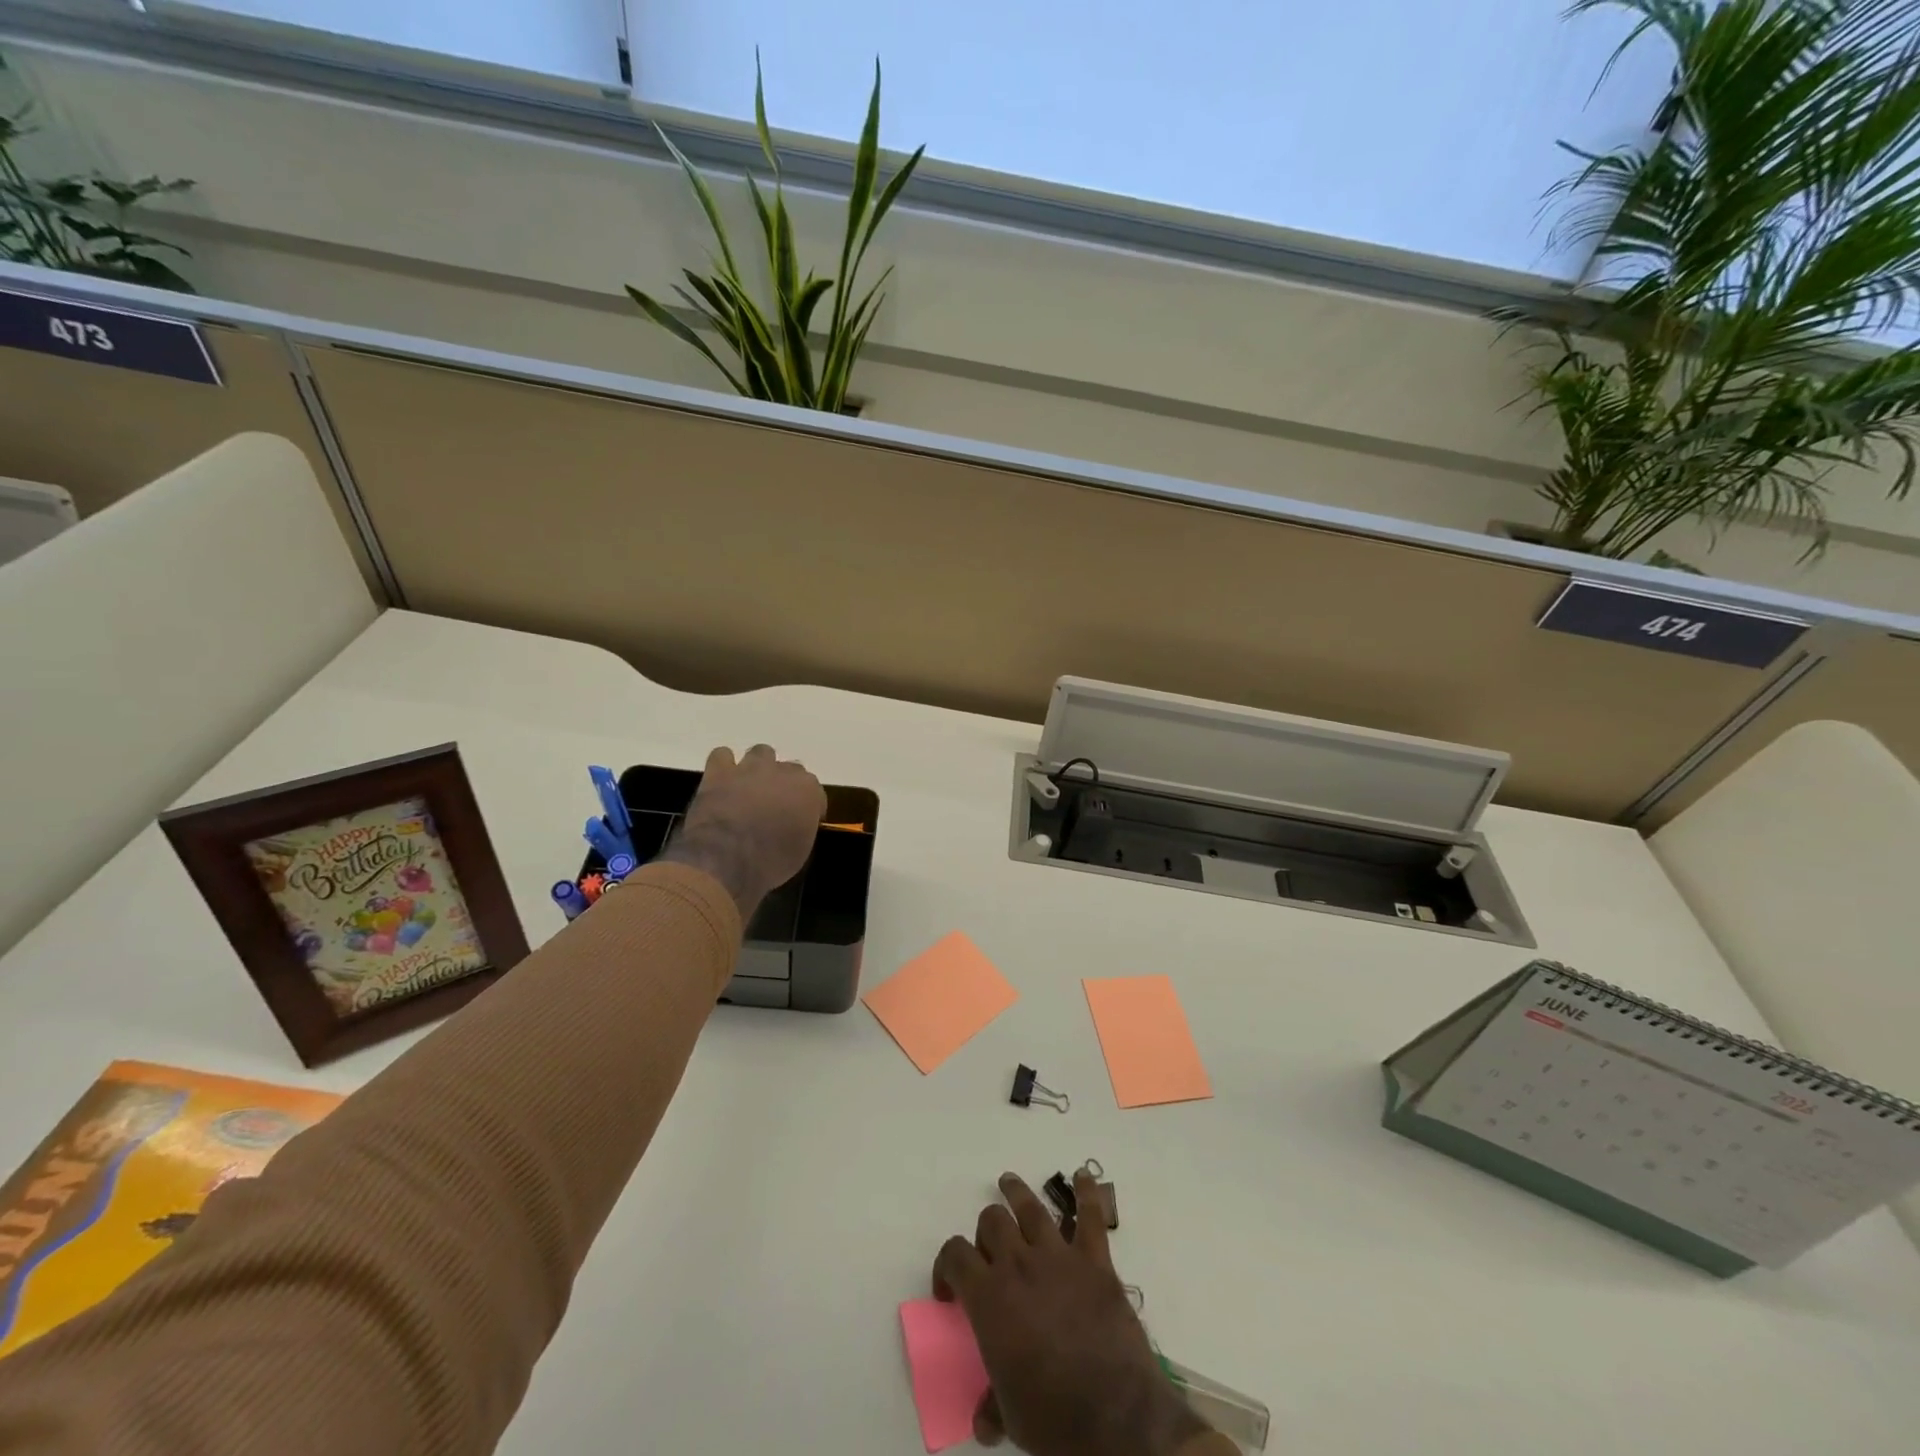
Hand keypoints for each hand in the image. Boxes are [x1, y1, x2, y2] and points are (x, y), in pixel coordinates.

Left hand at [660, 744, 825, 917]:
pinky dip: (724, 766)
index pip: (815, 791)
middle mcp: (783, 772)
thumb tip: (795, 824)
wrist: (726, 860)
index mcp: (808, 791)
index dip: (808, 806)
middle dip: (785, 784)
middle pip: (791, 769)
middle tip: (775, 805)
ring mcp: (750, 768)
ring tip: (751, 787)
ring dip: (759, 767)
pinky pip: (723, 756)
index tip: (802, 821)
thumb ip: (802, 827)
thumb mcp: (800, 851)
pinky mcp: (720, 772)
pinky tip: (723, 781)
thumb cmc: (770, 862)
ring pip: (761, 753)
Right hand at [933, 1172, 1211, 1455]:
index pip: (955, 1254)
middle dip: (986, 1232)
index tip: (951, 1289)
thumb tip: (981, 1420)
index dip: (946, 1265)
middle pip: (992, 1222)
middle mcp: (1018, 1264)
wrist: (1116, 1416)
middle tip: (991, 1253)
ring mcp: (1058, 1256)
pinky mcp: (1094, 1260)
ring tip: (1009, 1183)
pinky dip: (1087, 1193)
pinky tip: (1083, 1175)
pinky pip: (1090, 1216)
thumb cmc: (1054, 1418)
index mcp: (990, 1298)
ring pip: (1030, 1207)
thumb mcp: (1011, 1418)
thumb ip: (992, 1404)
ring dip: (1017, 1192)